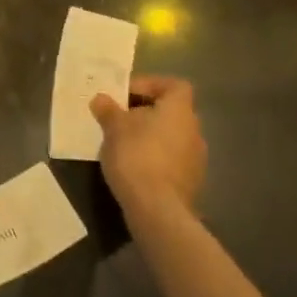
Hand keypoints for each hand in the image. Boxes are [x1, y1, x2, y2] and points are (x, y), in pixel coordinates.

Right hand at [91, 74, 205, 218]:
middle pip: (170, 112)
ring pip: (171, 137)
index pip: (174, 85)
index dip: (151, 85)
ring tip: (123, 144)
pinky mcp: (191, 184)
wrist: (157, 211)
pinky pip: (171, 161)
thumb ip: (108, 109)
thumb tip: (101, 99)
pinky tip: (134, 168)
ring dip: (150, 137)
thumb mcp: (114, 127)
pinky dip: (155, 159)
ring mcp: (196, 160)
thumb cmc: (137, 156)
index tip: (126, 95)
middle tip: (120, 119)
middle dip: (145, 113)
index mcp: (179, 110)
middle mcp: (194, 131)